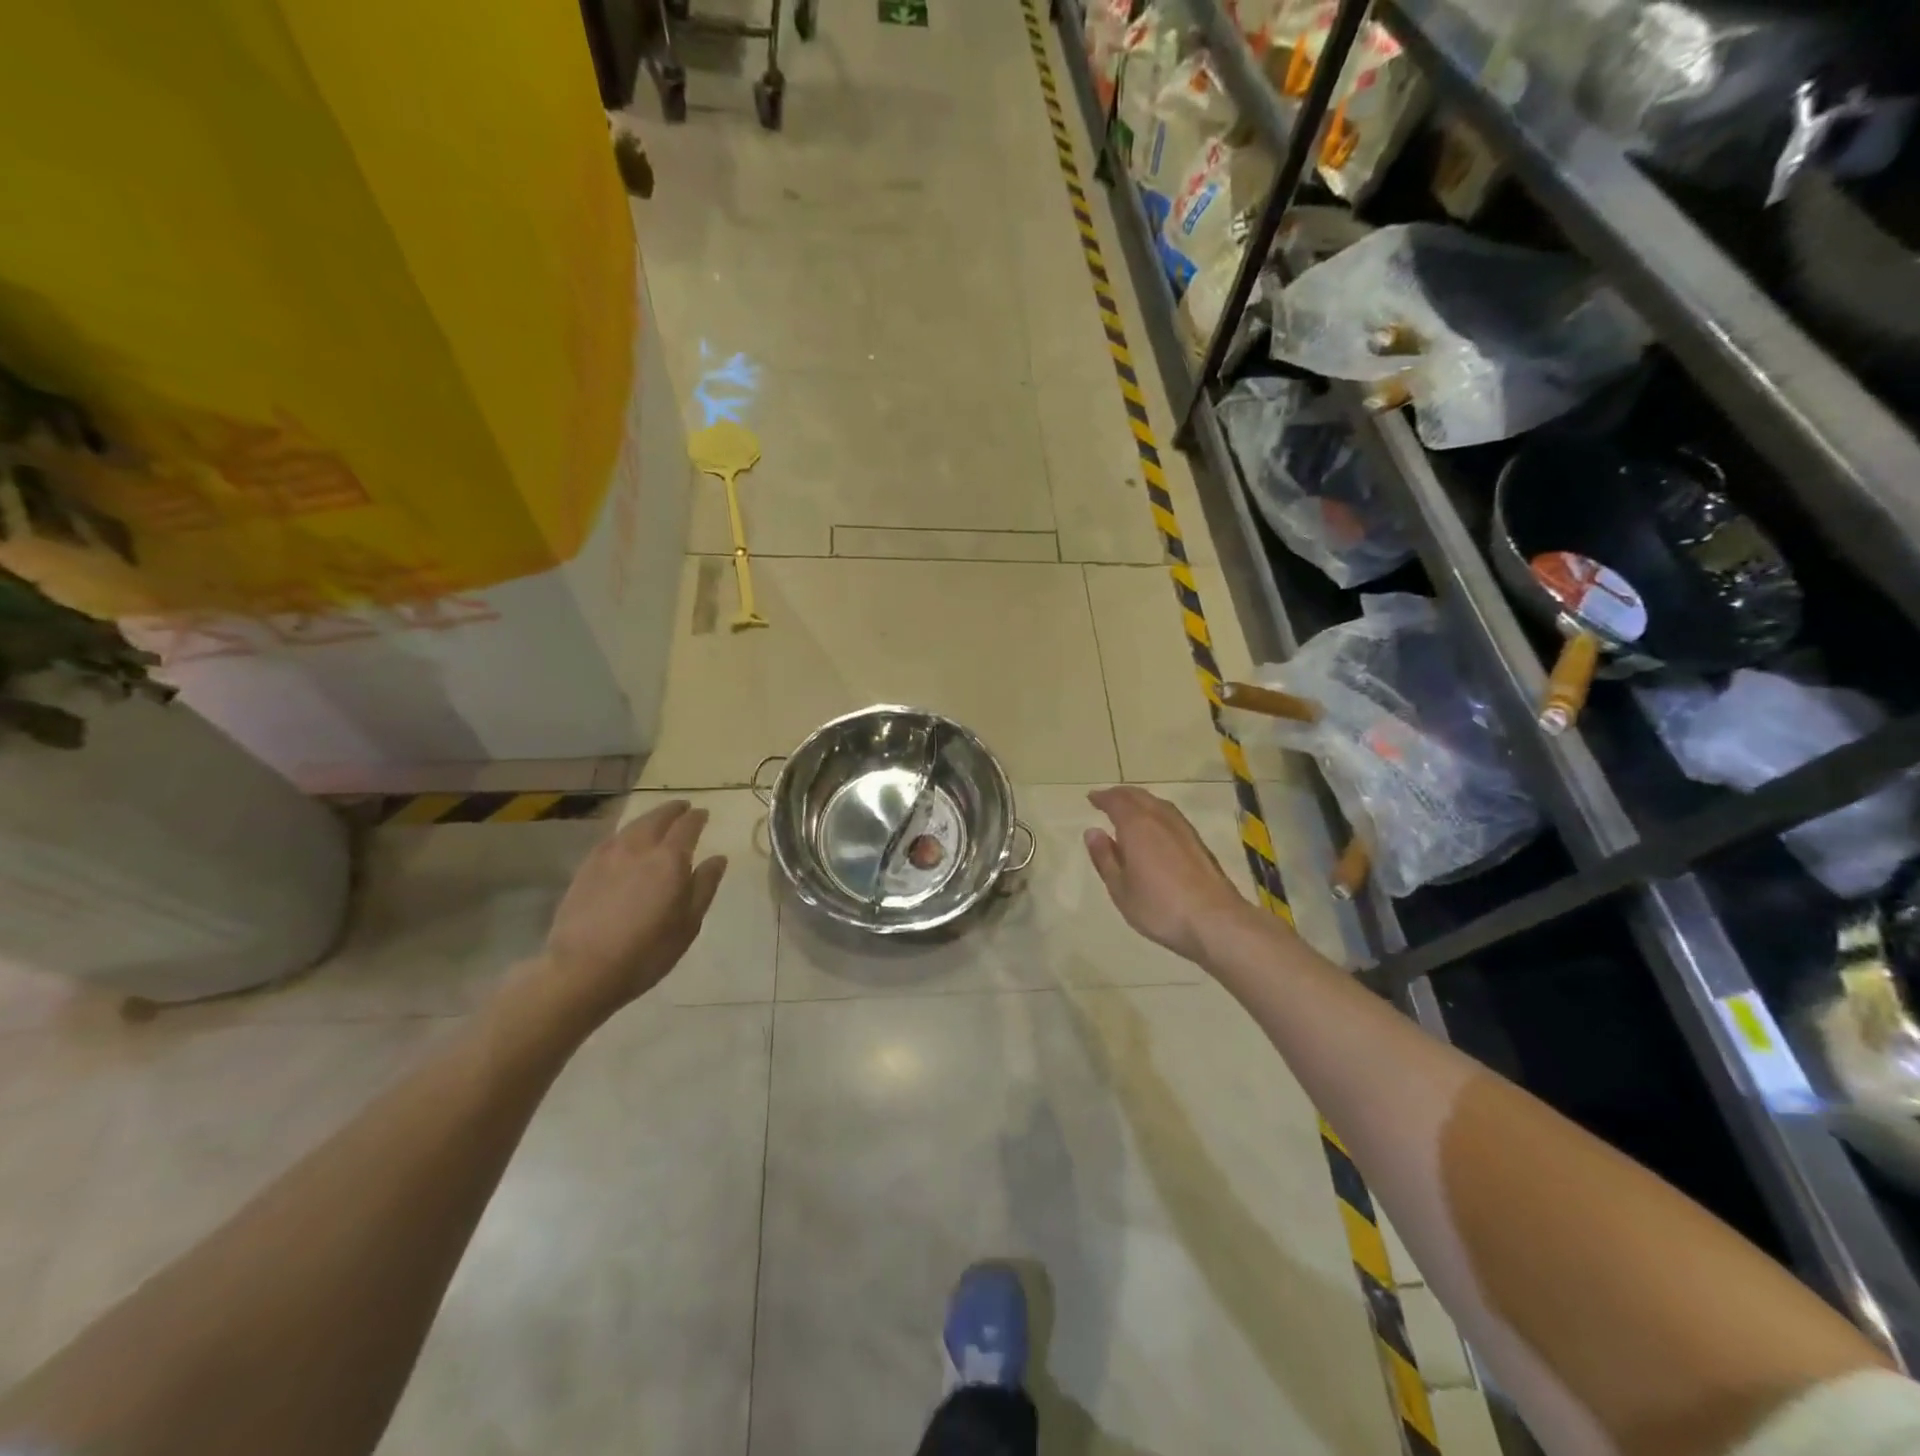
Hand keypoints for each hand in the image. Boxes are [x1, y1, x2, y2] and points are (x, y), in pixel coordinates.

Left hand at [538, 800, 727, 1021]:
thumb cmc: (647, 951)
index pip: (687, 826)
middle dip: (673, 810)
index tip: (703, 814)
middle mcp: (639, 848)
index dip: (697, 817)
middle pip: (658, 817)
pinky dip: (626, 833)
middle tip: (683, 808)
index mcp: (670, 859)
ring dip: (649, 818)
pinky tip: (626, 842)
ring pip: (633, 825)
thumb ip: (704, 885)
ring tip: (657, 821)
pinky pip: (612, 839)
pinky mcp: (586, 867)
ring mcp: (608, 855)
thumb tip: (718, 858)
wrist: (582, 969)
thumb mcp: (688, 923)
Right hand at [1084, 786, 1254, 963]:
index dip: (1103, 798)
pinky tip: (1156, 828)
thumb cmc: (1159, 907)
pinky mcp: (1199, 843)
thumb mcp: (1120, 888)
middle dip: (1121, 795)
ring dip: (1140, 801)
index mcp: (1137, 826)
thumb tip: (1093, 832)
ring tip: (1129, 810)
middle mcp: (1161, 819)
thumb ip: (1105, 858)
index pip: (1116, 801)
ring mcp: (1184, 829)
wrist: (1215, 921)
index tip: (1092, 798)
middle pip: (1139, 796)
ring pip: (1158, 804)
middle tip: (1107, 799)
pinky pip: (1170, 816)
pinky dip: (1156, 813)